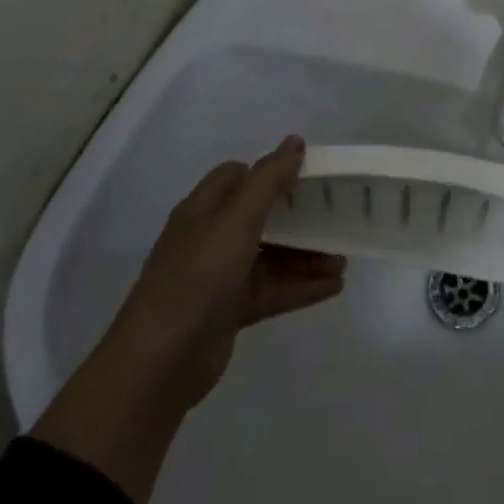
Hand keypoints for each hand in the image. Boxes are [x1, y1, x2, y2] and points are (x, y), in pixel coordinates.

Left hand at [105, 135, 346, 409]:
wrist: (160, 361)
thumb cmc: (198, 275)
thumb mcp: (237, 218)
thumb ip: (269, 178)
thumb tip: (295, 141)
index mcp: (203, 210)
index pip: (237, 176)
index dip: (270, 171)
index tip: (308, 174)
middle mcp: (209, 239)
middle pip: (259, 217)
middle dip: (298, 216)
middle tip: (334, 214)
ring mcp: (218, 277)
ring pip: (270, 257)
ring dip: (305, 256)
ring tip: (343, 259)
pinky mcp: (229, 312)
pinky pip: (272, 291)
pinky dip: (301, 287)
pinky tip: (335, 287)